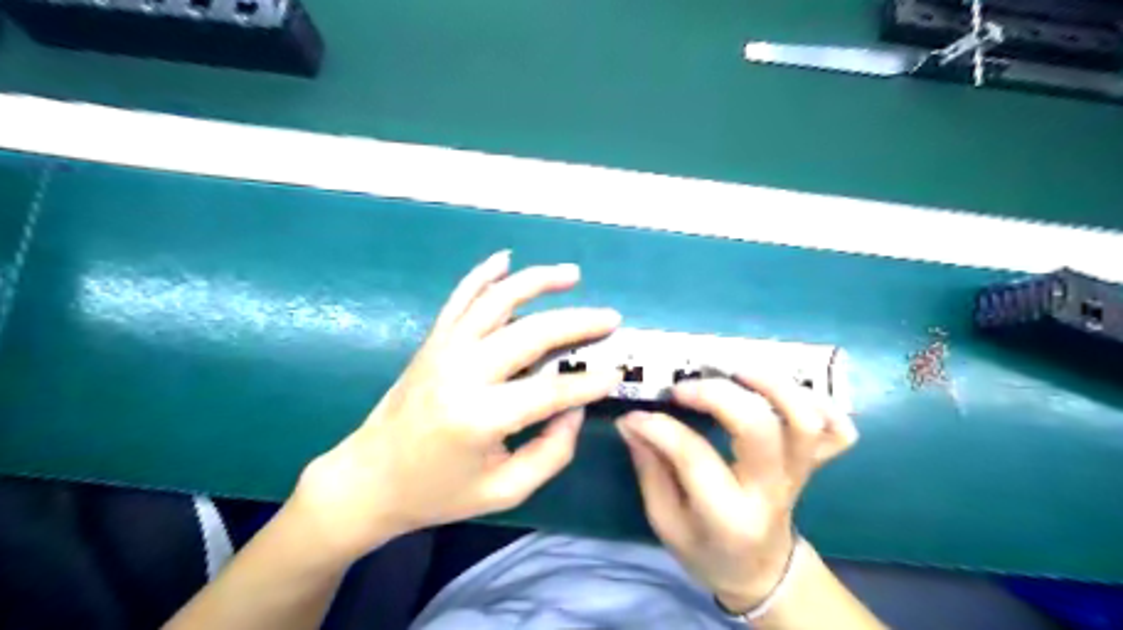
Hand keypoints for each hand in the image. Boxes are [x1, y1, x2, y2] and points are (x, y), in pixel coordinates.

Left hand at [287, 255, 621, 562]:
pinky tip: (505, 259)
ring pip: (497, 301)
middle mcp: (462, 372)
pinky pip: (460, 297)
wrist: (369, 478)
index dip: (588, 383)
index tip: (616, 373)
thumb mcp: (504, 490)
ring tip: (572, 275)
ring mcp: (444, 348)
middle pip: (531, 333)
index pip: (550, 391)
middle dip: (577, 323)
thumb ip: (551, 452)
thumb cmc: (439, 492)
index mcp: (479, 417)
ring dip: (537, 281)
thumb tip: (575, 408)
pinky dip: (483, 273)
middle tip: (611, 319)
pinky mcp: (433, 340)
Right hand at [618, 371, 855, 611]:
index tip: (634, 415)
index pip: (694, 457)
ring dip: (771, 385)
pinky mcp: (813, 465)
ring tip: (735, 370)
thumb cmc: (706, 550)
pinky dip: (821, 403)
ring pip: (804, 420)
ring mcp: (799, 474)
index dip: (660, 428)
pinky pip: (838, 432)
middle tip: (683, 388)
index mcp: (728, 516)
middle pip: (758, 428)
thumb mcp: (665, 521)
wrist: (760, 571)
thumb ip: (649, 468)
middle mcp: (770, 491)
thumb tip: (631, 421)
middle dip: (717, 395)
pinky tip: (786, 390)